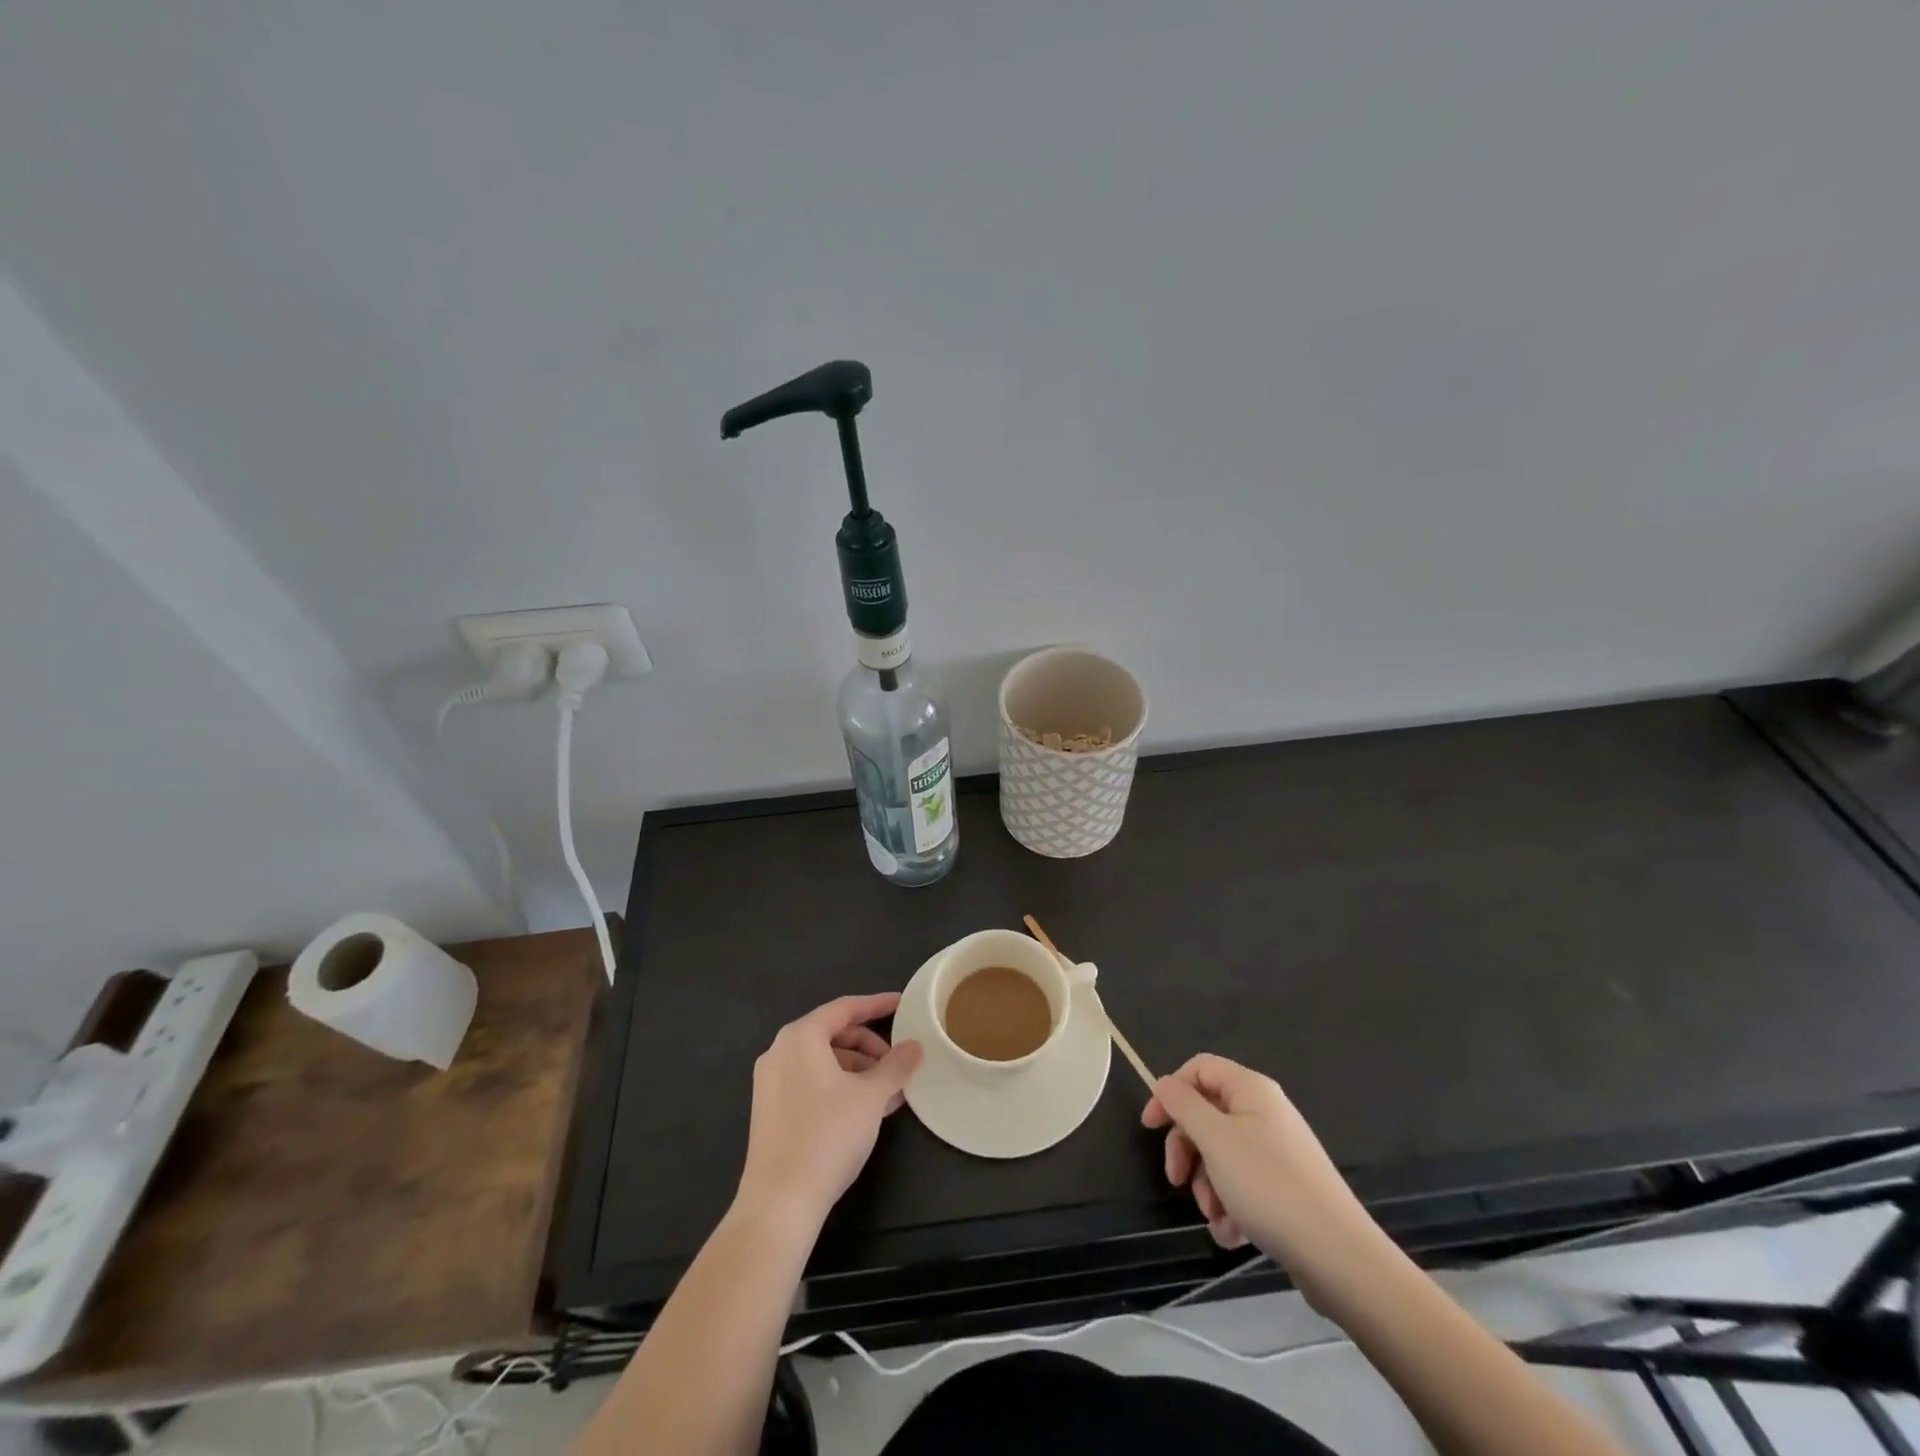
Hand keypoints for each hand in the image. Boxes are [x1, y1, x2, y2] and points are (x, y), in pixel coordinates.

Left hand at [736, 993, 923, 1229]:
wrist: (779, 1203)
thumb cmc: (828, 1135)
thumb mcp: (871, 1097)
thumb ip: (896, 1066)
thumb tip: (915, 1046)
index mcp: (800, 1037)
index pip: (845, 1008)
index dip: (877, 1005)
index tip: (903, 1005)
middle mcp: (780, 1051)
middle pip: (833, 1034)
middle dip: (870, 1047)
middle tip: (898, 1065)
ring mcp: (770, 1082)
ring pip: (824, 1061)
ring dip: (858, 1071)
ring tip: (889, 1094)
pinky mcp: (770, 1110)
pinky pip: (811, 1082)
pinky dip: (840, 1086)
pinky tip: (866, 1110)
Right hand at [1143, 1053, 1383, 1299]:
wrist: (1338, 1256)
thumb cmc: (1268, 1186)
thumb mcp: (1215, 1139)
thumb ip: (1183, 1104)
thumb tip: (1165, 1083)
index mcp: (1250, 1090)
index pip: (1199, 1069)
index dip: (1170, 1092)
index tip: (1151, 1127)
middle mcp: (1265, 1113)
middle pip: (1207, 1116)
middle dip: (1188, 1151)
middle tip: (1177, 1181)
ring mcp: (1277, 1152)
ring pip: (1221, 1156)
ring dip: (1208, 1186)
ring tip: (1216, 1217)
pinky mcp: (1285, 1188)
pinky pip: (1243, 1186)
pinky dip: (1231, 1207)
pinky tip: (1233, 1234)